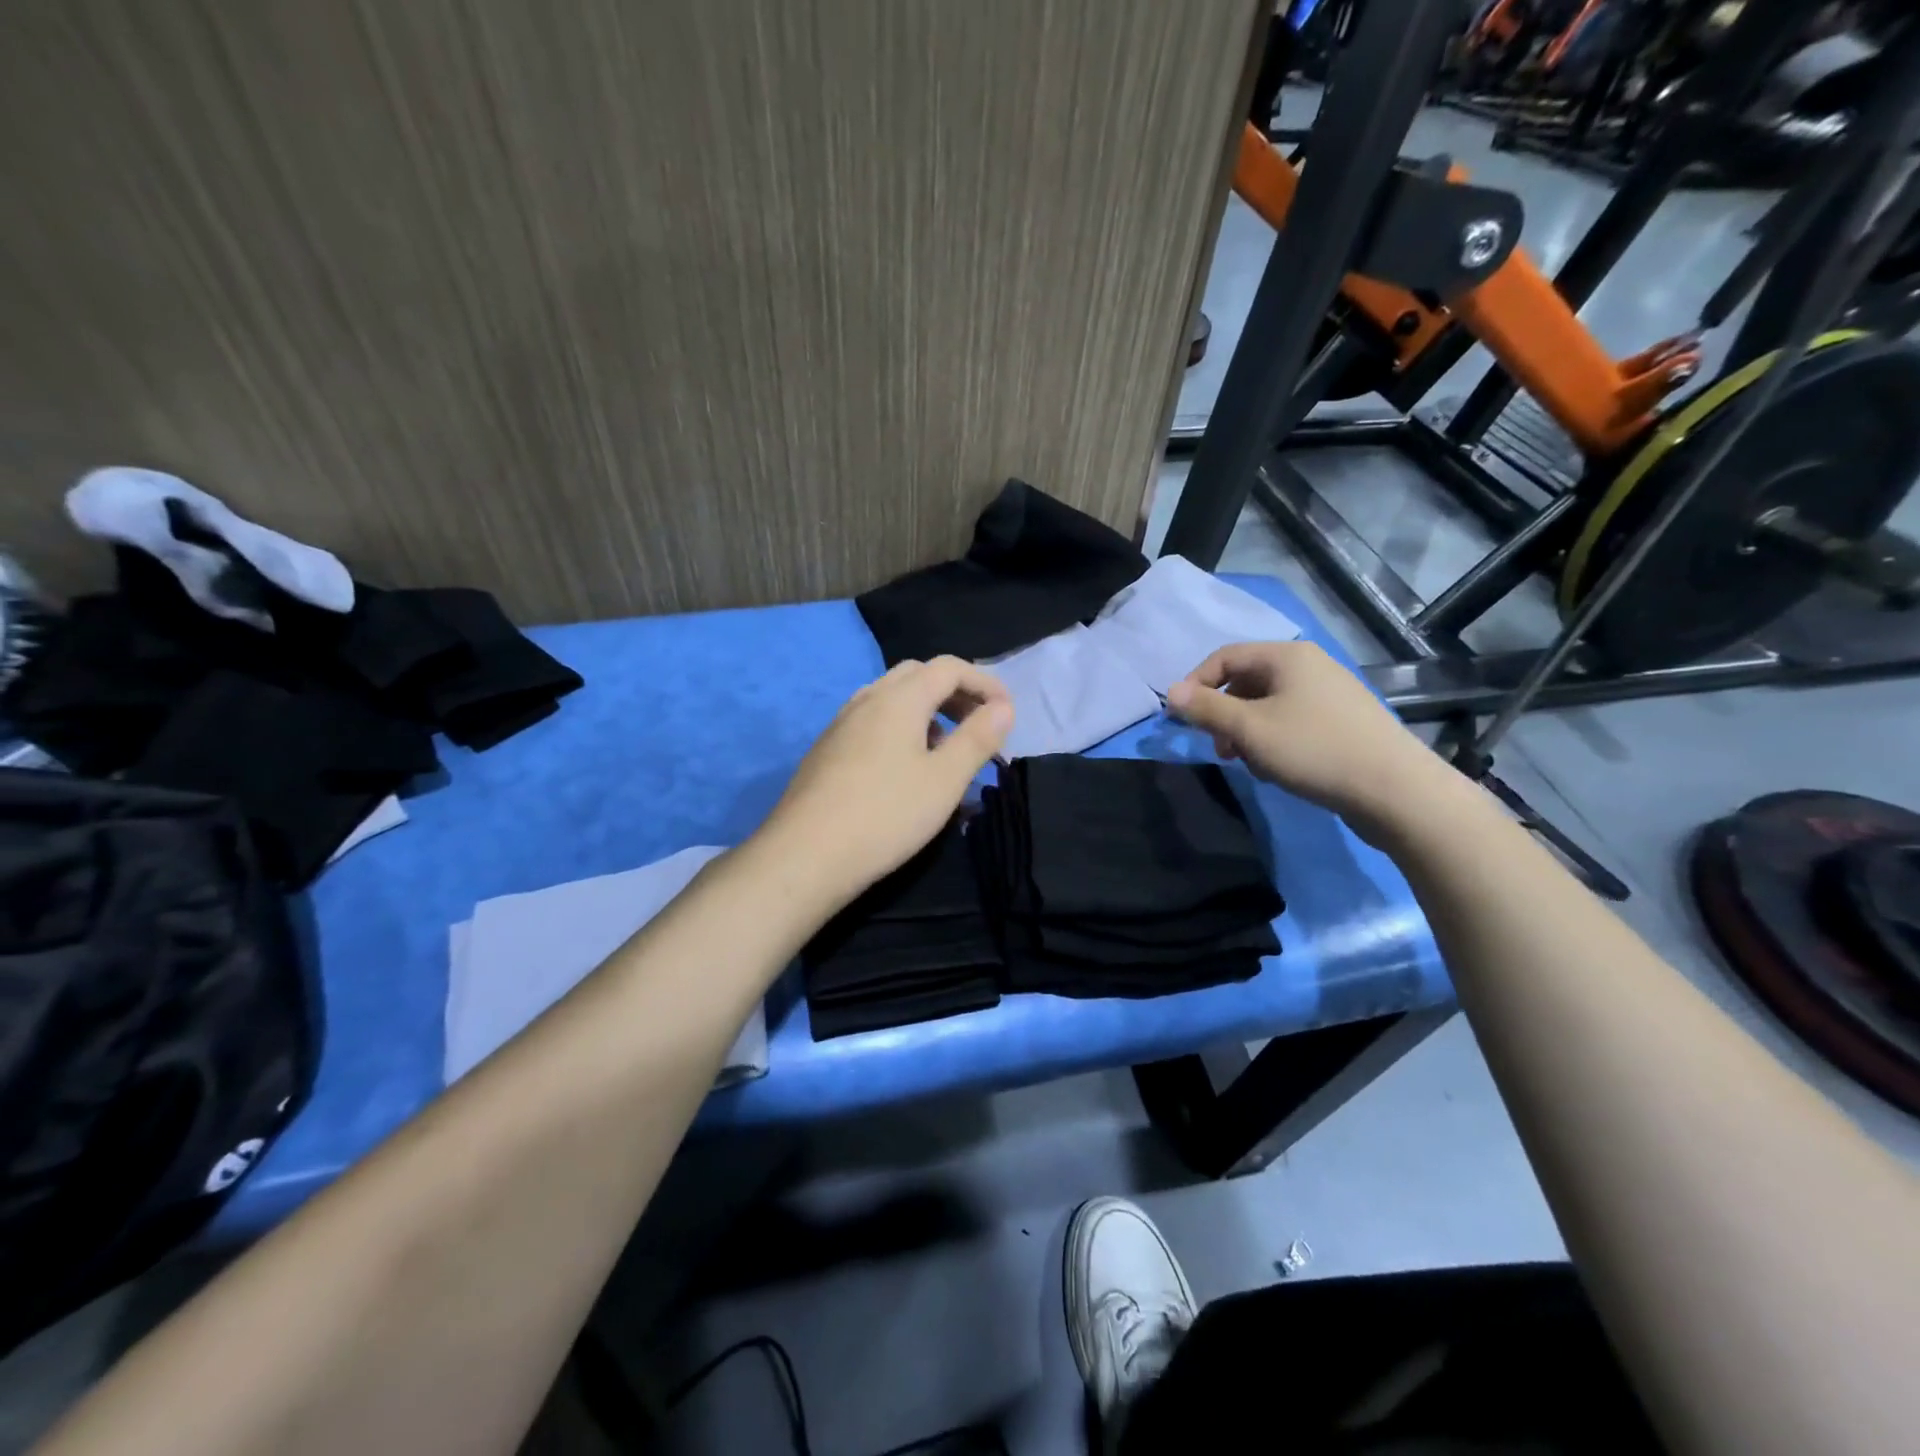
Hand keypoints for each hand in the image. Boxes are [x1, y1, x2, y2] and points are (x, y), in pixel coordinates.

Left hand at [763, 656, 1013, 905]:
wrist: (805, 855)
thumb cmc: (886, 815)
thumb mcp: (945, 780)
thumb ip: (978, 738)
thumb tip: (1002, 707)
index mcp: (899, 698)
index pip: (949, 667)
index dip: (984, 683)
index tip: (1008, 714)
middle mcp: (867, 699)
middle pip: (918, 675)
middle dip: (955, 692)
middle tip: (978, 724)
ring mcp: (841, 724)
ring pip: (892, 699)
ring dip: (927, 711)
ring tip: (946, 748)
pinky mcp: (827, 750)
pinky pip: (873, 722)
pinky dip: (901, 728)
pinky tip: (906, 768)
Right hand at [1166, 641, 1458, 836]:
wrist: (1395, 790)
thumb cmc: (1314, 750)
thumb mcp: (1249, 729)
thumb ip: (1206, 709)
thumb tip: (1171, 692)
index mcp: (1287, 656)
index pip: (1224, 657)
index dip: (1196, 684)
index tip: (1181, 719)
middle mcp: (1309, 665)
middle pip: (1246, 681)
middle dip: (1223, 714)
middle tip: (1219, 748)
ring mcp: (1329, 693)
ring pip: (1267, 705)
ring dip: (1246, 732)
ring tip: (1249, 763)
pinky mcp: (1342, 721)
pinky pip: (1291, 720)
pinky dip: (1273, 740)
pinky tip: (1279, 768)